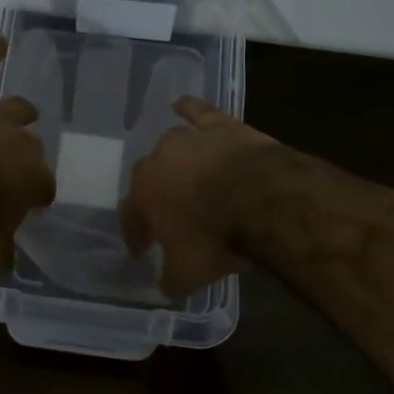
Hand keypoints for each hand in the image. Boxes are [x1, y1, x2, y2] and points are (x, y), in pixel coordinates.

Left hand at [0, 35, 55, 271]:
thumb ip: (0, 253)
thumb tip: (5, 261)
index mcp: (32, 178)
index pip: (43, 187)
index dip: (35, 196)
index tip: (28, 205)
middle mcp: (21, 142)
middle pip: (30, 146)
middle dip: (23, 157)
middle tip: (10, 170)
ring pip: (15, 108)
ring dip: (19, 112)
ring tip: (26, 110)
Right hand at [120, 96, 279, 299]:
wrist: (261, 199)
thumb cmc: (215, 237)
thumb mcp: (189, 273)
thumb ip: (172, 280)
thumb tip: (166, 288)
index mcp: (143, 195)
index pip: (132, 217)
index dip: (137, 235)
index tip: (142, 251)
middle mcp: (158, 162)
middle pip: (150, 179)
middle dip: (156, 198)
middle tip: (169, 218)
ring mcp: (189, 140)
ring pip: (173, 148)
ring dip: (175, 162)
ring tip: (184, 177)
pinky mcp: (219, 126)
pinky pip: (198, 112)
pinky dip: (189, 109)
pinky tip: (181, 105)